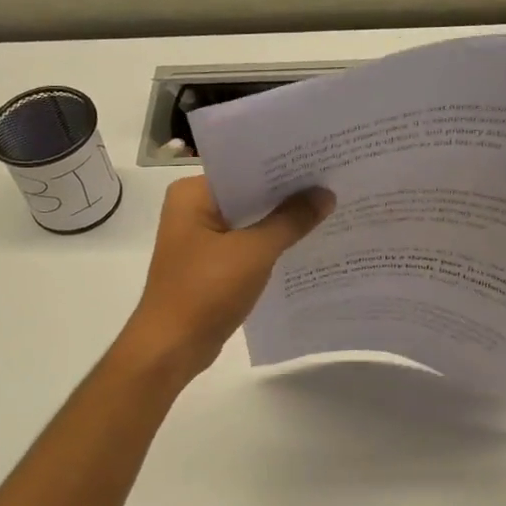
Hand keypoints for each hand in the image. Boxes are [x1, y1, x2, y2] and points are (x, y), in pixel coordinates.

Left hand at [118, 176, 334, 381]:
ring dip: (281, 220)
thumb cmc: (206, 291)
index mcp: (192, 194)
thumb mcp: (254, 252)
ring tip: (328, 207)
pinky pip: (246, 244)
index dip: (283, 164)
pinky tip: (305, 242)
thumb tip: (326, 193)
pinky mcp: (210, 264)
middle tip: (333, 180)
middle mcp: (192, 209)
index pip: (243, 166)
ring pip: (249, 220)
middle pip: (248, 193)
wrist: (172, 348)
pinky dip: (270, 243)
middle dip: (287, 193)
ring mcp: (200, 238)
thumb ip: (291, 221)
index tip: (322, 158)